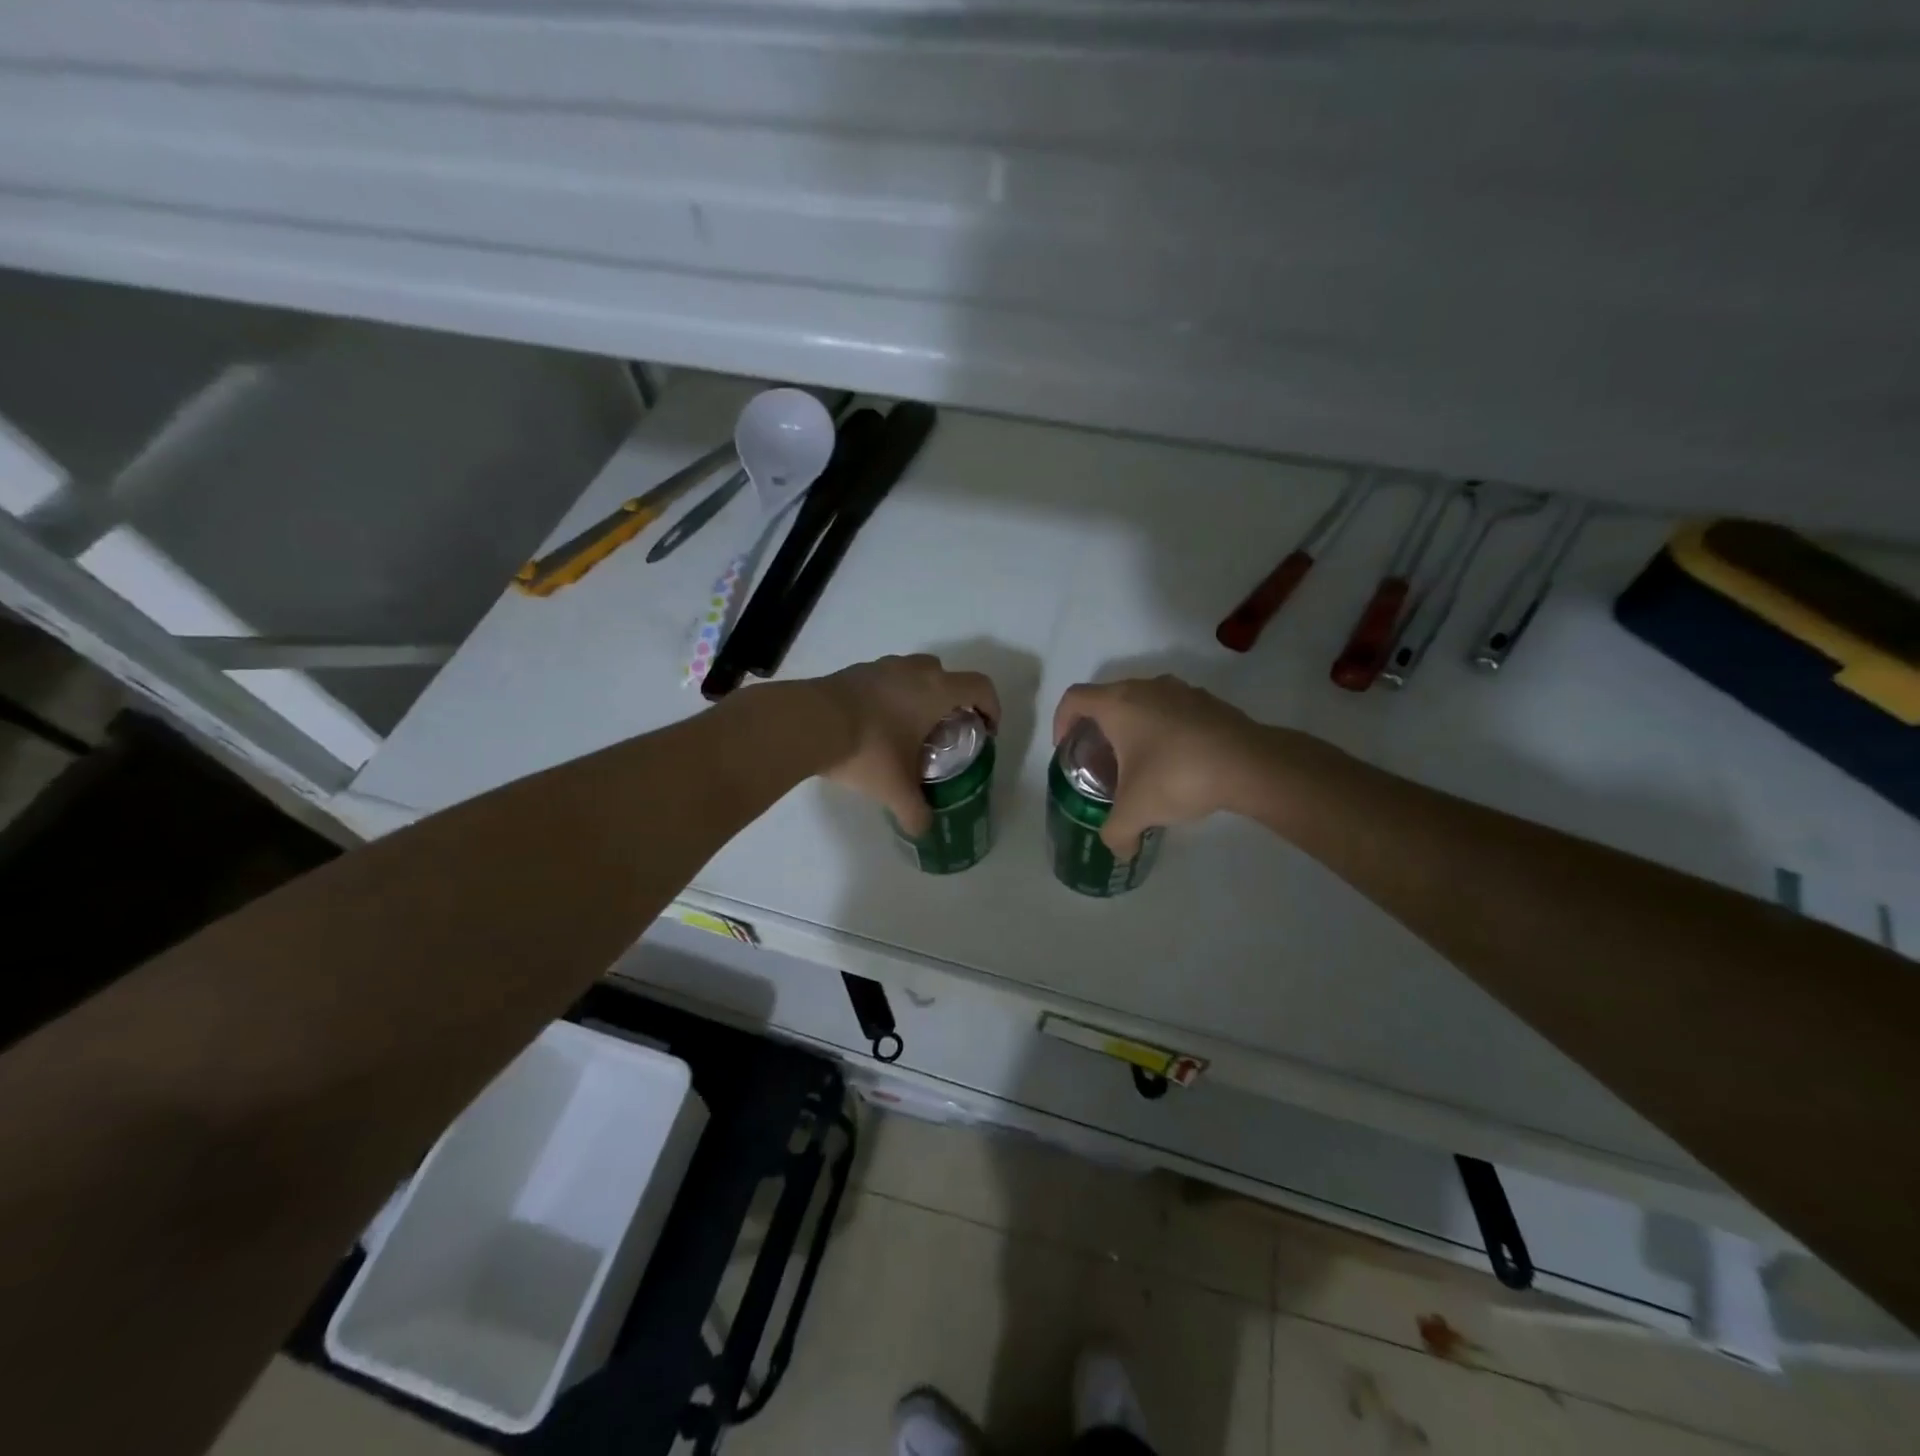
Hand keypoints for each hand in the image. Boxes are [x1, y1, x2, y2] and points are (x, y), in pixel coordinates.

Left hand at [816, 655, 1000, 835]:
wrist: (809, 722)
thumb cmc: (867, 749)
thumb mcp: (895, 789)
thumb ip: (915, 812)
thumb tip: (923, 831)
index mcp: (936, 691)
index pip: (981, 687)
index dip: (992, 706)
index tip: (986, 730)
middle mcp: (914, 670)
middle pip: (947, 675)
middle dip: (952, 700)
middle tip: (943, 731)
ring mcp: (881, 666)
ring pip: (913, 672)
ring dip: (919, 694)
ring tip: (907, 727)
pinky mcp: (854, 671)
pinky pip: (884, 678)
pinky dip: (888, 695)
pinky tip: (874, 725)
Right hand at [1051, 676, 1265, 855]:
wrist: (1249, 765)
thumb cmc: (1176, 776)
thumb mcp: (1136, 811)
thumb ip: (1116, 833)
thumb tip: (1119, 851)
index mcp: (1118, 703)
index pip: (1074, 698)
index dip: (1061, 721)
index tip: (1066, 748)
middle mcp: (1146, 687)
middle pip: (1109, 699)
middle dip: (1099, 729)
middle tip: (1101, 762)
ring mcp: (1182, 691)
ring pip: (1144, 703)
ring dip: (1135, 728)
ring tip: (1140, 764)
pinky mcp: (1209, 703)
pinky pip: (1174, 712)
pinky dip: (1165, 731)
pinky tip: (1177, 763)